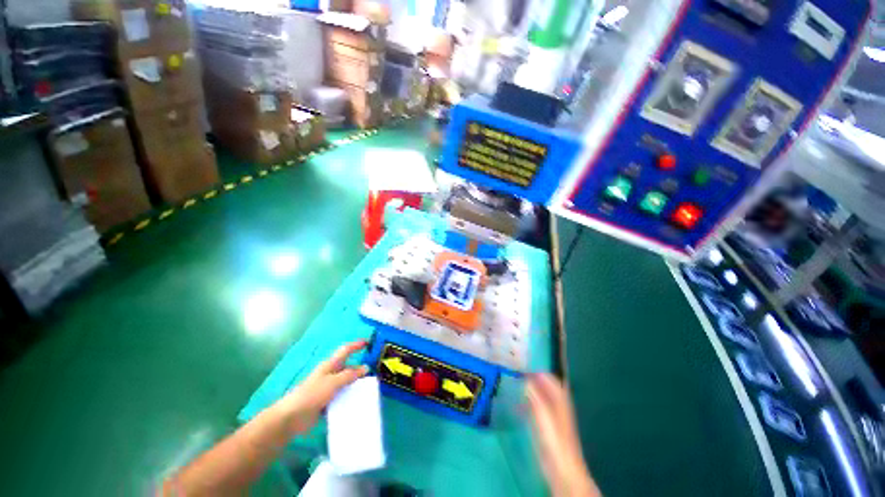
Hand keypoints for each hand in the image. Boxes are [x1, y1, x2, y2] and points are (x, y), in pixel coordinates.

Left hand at [280, 341, 369, 434]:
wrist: (291, 417)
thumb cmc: (312, 394)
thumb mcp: (333, 382)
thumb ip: (350, 375)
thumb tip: (365, 368)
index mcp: (330, 365)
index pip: (346, 350)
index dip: (357, 345)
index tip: (368, 342)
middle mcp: (330, 374)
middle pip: (348, 367)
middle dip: (359, 368)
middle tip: (374, 371)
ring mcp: (328, 388)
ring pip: (346, 383)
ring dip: (356, 385)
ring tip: (370, 388)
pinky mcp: (326, 401)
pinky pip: (342, 396)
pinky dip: (349, 398)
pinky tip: (358, 402)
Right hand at [526, 374, 599, 496]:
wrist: (564, 470)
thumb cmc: (555, 442)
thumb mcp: (544, 416)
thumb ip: (535, 397)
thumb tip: (526, 380)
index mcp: (560, 400)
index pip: (550, 379)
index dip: (537, 372)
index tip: (522, 368)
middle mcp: (558, 405)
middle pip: (546, 386)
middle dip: (533, 379)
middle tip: (518, 375)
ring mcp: (554, 417)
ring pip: (542, 397)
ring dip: (531, 390)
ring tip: (516, 387)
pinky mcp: (548, 427)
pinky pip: (538, 408)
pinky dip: (529, 403)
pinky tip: (520, 407)